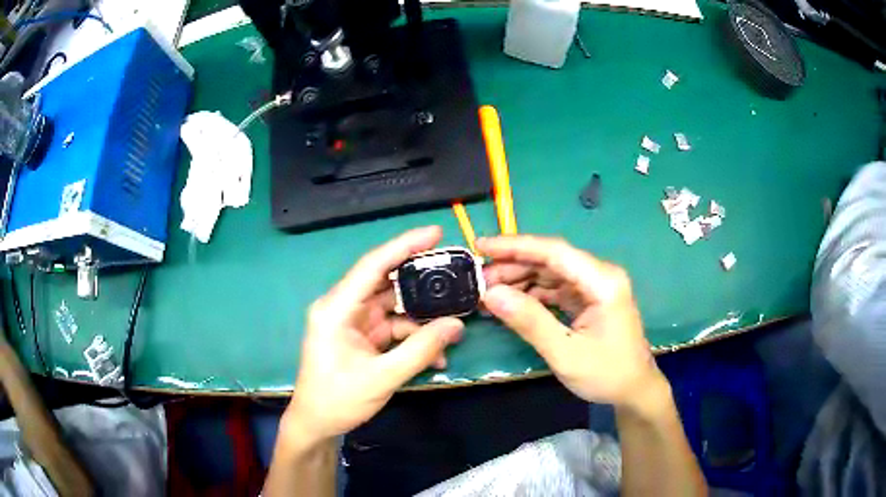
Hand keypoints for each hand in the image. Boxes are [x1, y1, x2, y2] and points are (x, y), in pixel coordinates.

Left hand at [284, 226, 463, 446]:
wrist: (318, 424)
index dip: (404, 246)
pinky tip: (436, 355)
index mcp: (337, 308)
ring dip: (422, 319)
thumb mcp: (382, 377)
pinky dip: (414, 338)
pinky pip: (394, 328)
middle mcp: (344, 307)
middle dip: (421, 282)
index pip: (373, 266)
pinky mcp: (363, 337)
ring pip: (395, 308)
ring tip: (452, 328)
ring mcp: (355, 322)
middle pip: (387, 283)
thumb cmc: (338, 399)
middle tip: (455, 276)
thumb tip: (456, 326)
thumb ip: (420, 350)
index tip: (435, 233)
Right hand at [478, 236, 663, 412]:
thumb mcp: (565, 353)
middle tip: (478, 281)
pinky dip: (531, 294)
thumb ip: (530, 321)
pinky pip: (555, 289)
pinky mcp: (588, 299)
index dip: (515, 246)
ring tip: (488, 293)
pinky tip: (510, 303)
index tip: (481, 246)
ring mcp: (594, 287)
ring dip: (519, 280)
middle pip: (550, 260)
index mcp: (602, 281)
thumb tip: (490, 294)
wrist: (634, 390)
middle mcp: (599, 276)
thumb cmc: (607, 374)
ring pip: (550, 273)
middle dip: (513, 266)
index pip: (554, 252)